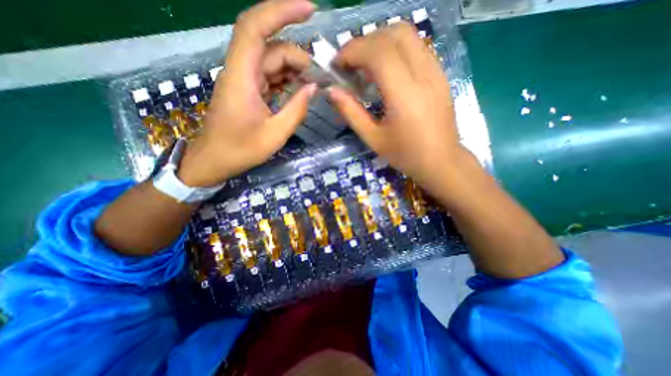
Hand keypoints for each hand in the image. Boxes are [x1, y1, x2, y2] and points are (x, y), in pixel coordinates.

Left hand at [177, 0, 315, 187]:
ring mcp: (244, 80)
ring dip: (294, 69)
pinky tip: (299, 91)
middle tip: (319, 78)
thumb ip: (296, 110)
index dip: (281, 11)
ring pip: (271, 61)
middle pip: (271, 47)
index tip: (309, 10)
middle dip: (298, 57)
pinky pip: (270, 76)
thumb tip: (313, 88)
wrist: (214, 160)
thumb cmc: (240, 150)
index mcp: (242, 77)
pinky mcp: (248, 91)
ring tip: (313, 85)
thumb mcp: (275, 135)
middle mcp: (241, 71)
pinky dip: (286, 80)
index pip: (256, 28)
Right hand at [329, 22, 468, 197]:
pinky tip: (386, 71)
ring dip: (380, 42)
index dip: (353, 51)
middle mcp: (424, 75)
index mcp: (405, 95)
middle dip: (365, 42)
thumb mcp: (373, 138)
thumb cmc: (405, 155)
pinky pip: (416, 47)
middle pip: (394, 33)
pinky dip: (395, 49)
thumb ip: (351, 112)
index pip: (378, 52)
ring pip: (408, 35)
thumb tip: (332, 91)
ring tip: (365, 67)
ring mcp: (436, 72)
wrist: (441, 161)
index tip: (337, 64)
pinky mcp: (440, 74)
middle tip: (350, 64)